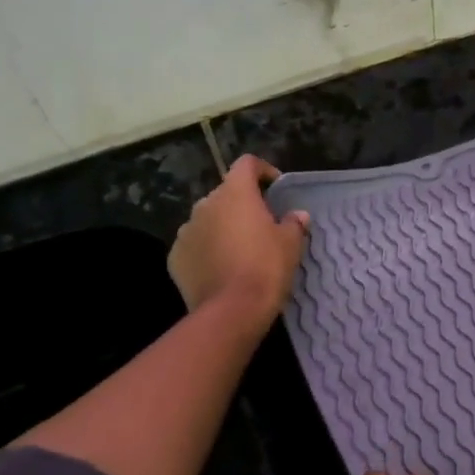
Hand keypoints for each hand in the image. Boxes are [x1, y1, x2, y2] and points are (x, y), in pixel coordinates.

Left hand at [168, 155, 309, 332]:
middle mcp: (205, 204)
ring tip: (239, 250)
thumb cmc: (266, 268)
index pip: (246, 164)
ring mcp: (186, 230)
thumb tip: (298, 215)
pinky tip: (221, 269)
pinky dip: (207, 250)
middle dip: (242, 205)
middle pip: (226, 194)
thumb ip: (294, 224)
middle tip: (261, 226)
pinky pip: (194, 245)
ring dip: (222, 227)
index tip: (276, 188)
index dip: (263, 171)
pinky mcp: (175, 256)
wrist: (231, 311)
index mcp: (235, 194)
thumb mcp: (291, 245)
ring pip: (208, 220)